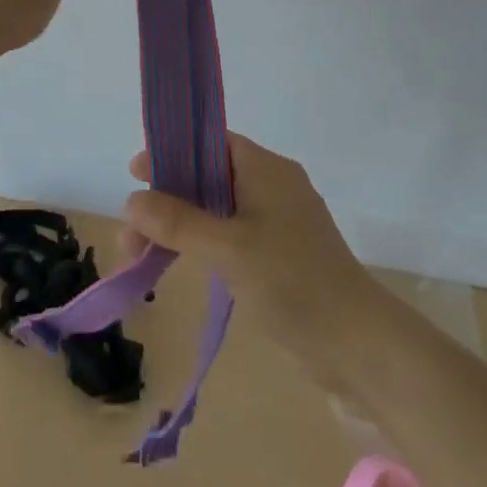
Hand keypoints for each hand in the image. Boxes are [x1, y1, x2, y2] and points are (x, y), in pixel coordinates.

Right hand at [119, 133, 378, 380]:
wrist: (356, 344)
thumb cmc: (292, 281)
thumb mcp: (228, 248)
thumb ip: (179, 221)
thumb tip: (132, 200)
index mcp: (265, 169)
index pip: (211, 143)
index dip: (172, 152)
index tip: (135, 173)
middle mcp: (271, 187)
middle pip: (207, 179)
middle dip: (166, 202)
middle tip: (129, 237)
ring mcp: (277, 223)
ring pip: (215, 212)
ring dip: (178, 230)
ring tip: (141, 261)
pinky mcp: (279, 256)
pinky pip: (229, 238)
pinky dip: (200, 248)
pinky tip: (176, 268)